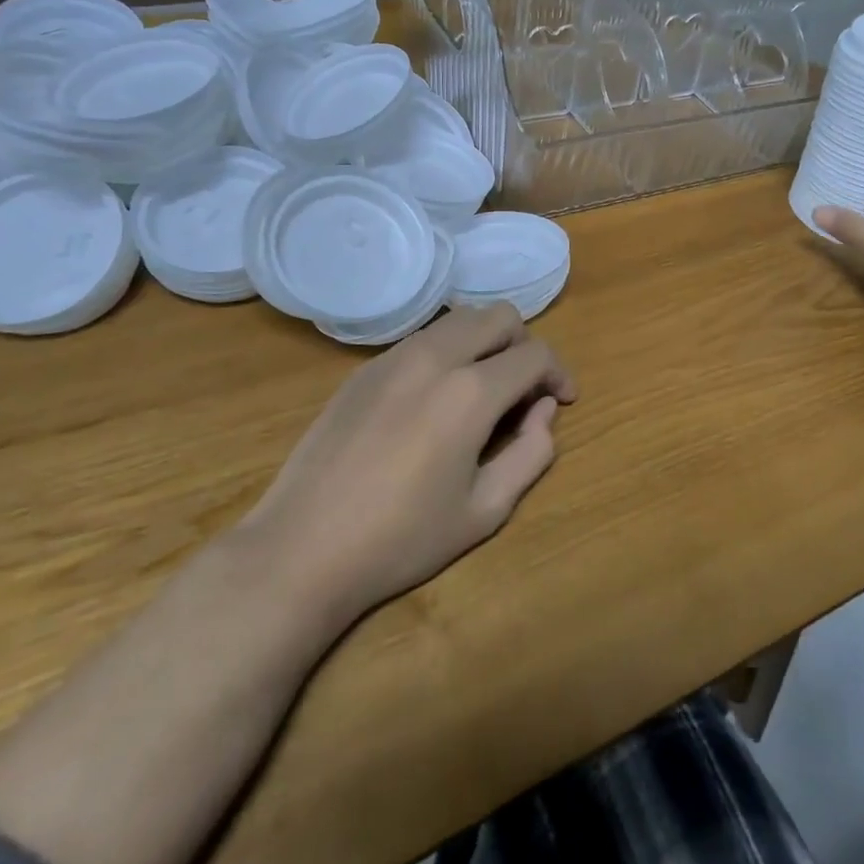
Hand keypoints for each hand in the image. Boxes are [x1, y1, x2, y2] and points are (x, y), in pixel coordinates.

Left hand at [235, 304, 577, 629]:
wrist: (302, 548)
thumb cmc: (401, 539)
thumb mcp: (484, 510)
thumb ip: (531, 453)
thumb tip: (544, 411)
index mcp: (470, 392)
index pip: (535, 354)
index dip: (558, 373)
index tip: (561, 400)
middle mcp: (435, 357)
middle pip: (499, 315)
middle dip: (524, 345)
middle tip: (524, 391)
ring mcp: (394, 356)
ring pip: (459, 320)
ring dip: (485, 343)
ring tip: (483, 392)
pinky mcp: (364, 367)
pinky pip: (423, 340)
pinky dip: (448, 353)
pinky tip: (435, 401)